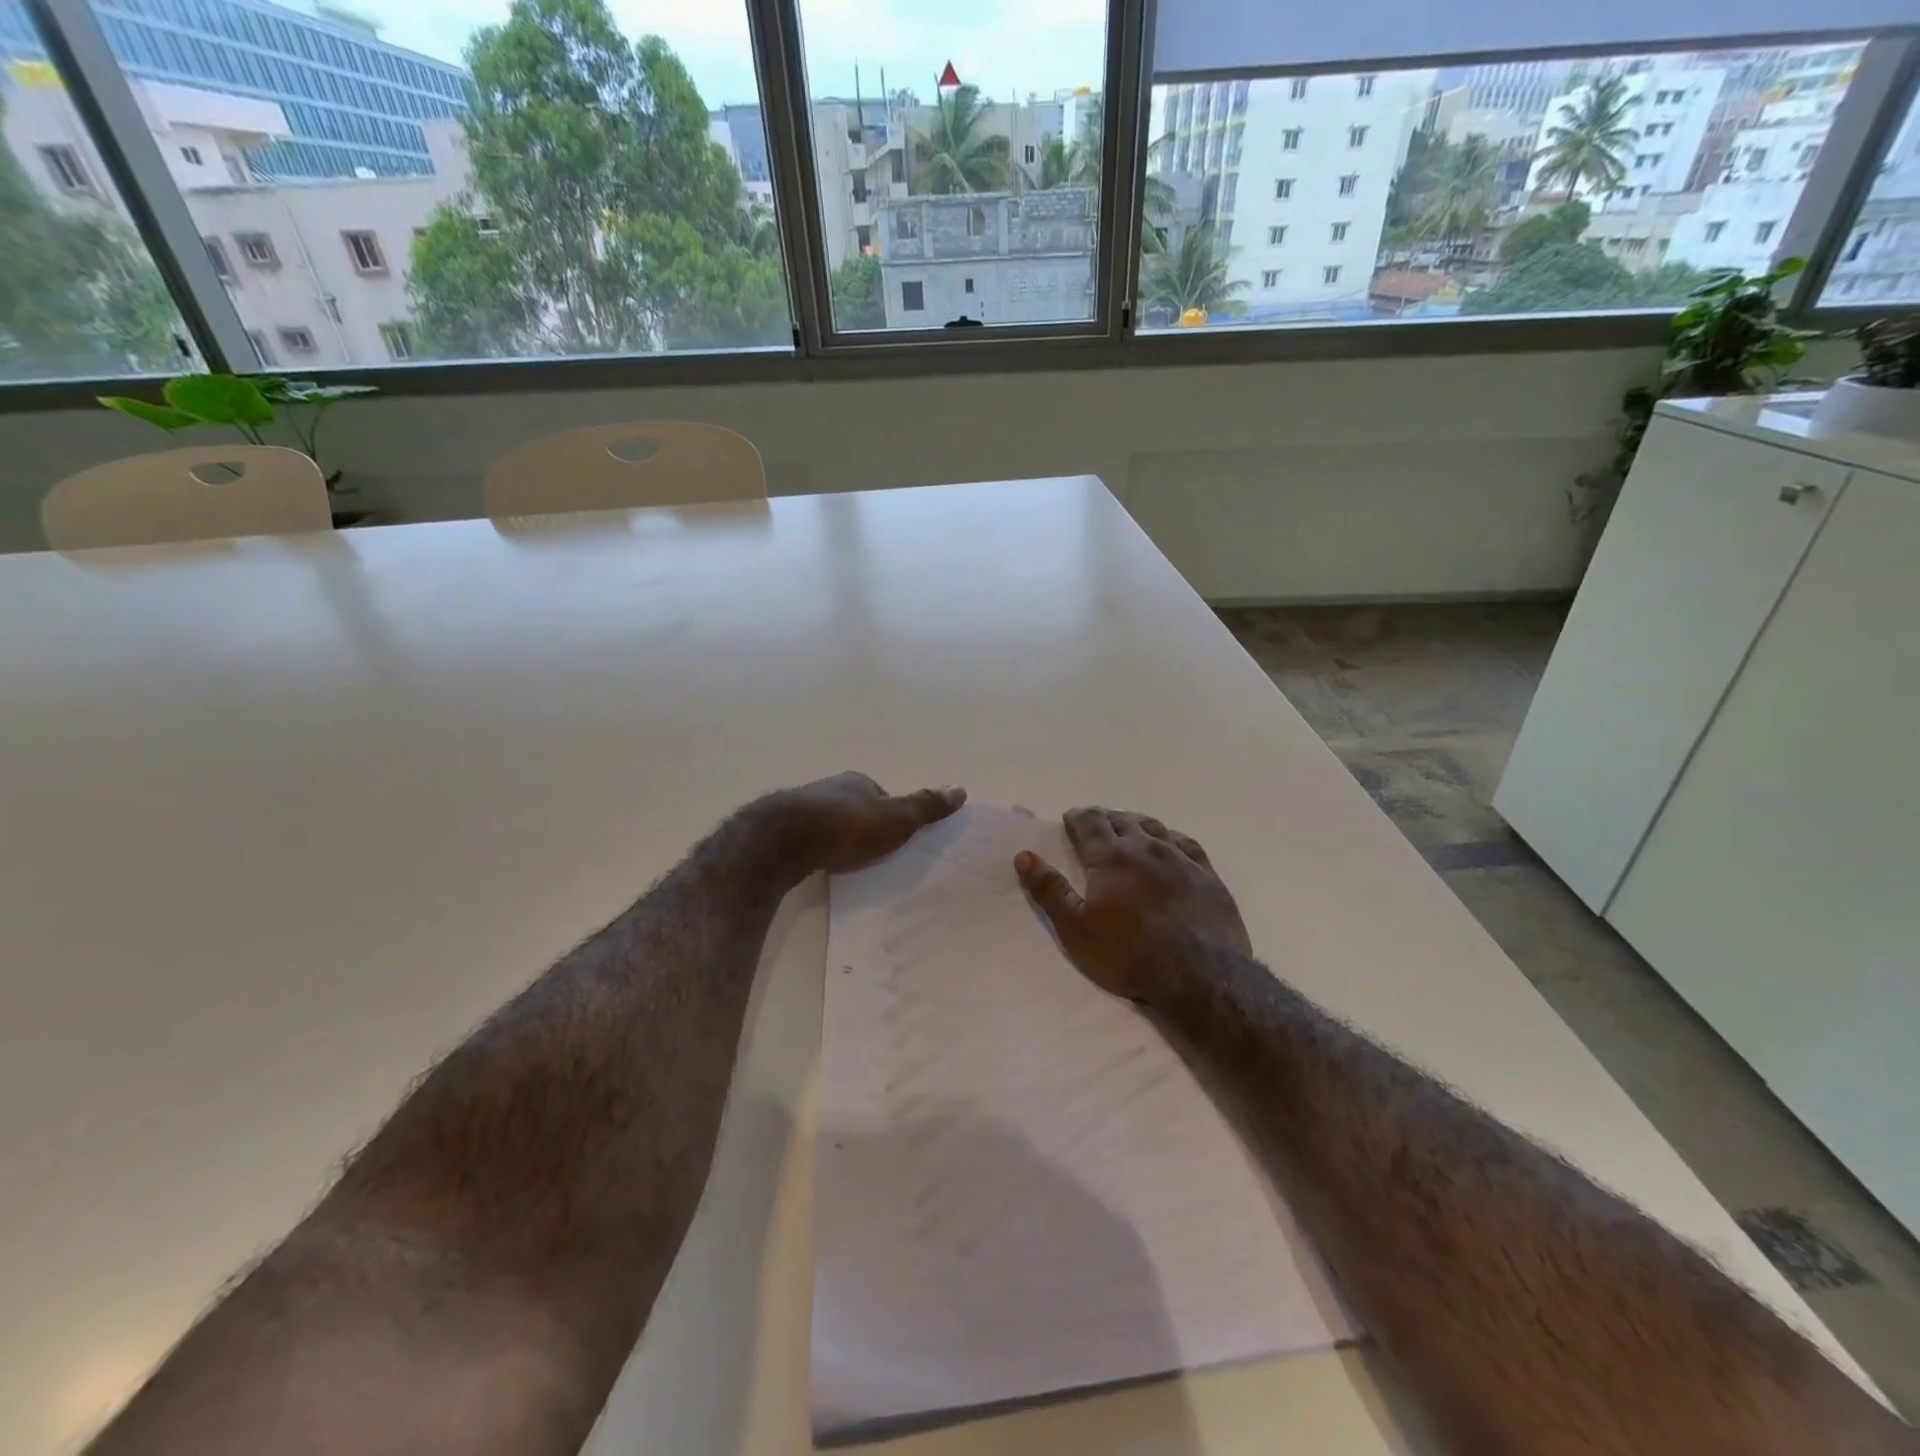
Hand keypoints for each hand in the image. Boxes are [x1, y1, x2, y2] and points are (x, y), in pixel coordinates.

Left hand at [776, 772, 965, 875]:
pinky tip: (818, 863)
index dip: (890, 813)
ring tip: (845, 861)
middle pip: (853, 806)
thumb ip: (925, 807)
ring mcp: (801, 806)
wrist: (784, 840)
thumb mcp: (896, 818)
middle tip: (871, 851)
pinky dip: (815, 847)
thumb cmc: (847, 826)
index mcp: (857, 781)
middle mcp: (828, 787)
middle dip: (862, 824)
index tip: (895, 836)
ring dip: (836, 836)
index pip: (880, 795)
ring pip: (827, 820)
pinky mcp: (780, 828)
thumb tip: (961, 788)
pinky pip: (806, 837)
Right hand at [1015, 807, 1249, 1006]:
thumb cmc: (1128, 954)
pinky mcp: (1207, 875)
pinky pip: (1187, 844)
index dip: (1078, 817)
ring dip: (1136, 823)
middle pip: (1121, 821)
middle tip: (1096, 823)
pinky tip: (1170, 843)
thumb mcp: (1076, 928)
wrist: (1199, 975)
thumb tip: (1024, 855)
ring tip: (1128, 827)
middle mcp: (1145, 848)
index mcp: (1111, 857)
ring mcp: (1180, 859)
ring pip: (1154, 828)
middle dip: (1105, 818)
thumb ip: (1050, 890)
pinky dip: (1171, 837)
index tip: (1070, 818)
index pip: (1090, 823)